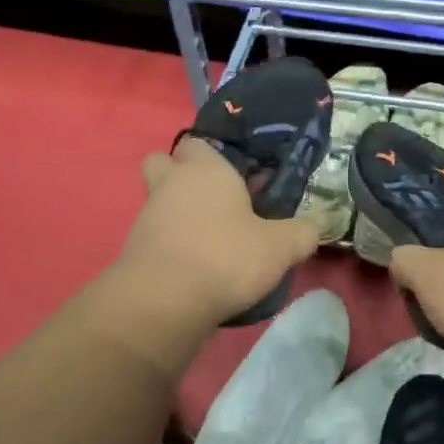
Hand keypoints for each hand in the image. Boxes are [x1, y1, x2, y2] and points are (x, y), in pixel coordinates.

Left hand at [114, 138, 319, 327]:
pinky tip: (195, 268)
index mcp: (204, 169)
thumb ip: (300, 233)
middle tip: (213, 202)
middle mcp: (169, 184)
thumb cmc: (226, 257)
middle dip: (181, 176)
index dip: (214, 157)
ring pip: (160, 202)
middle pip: (164, 163)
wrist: (166, 301)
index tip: (237, 179)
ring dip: (179, 215)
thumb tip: (309, 229)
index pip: (197, 143)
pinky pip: (155, 236)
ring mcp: (146, 216)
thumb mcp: (280, 247)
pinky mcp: (134, 249)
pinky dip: (172, 245)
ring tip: (211, 243)